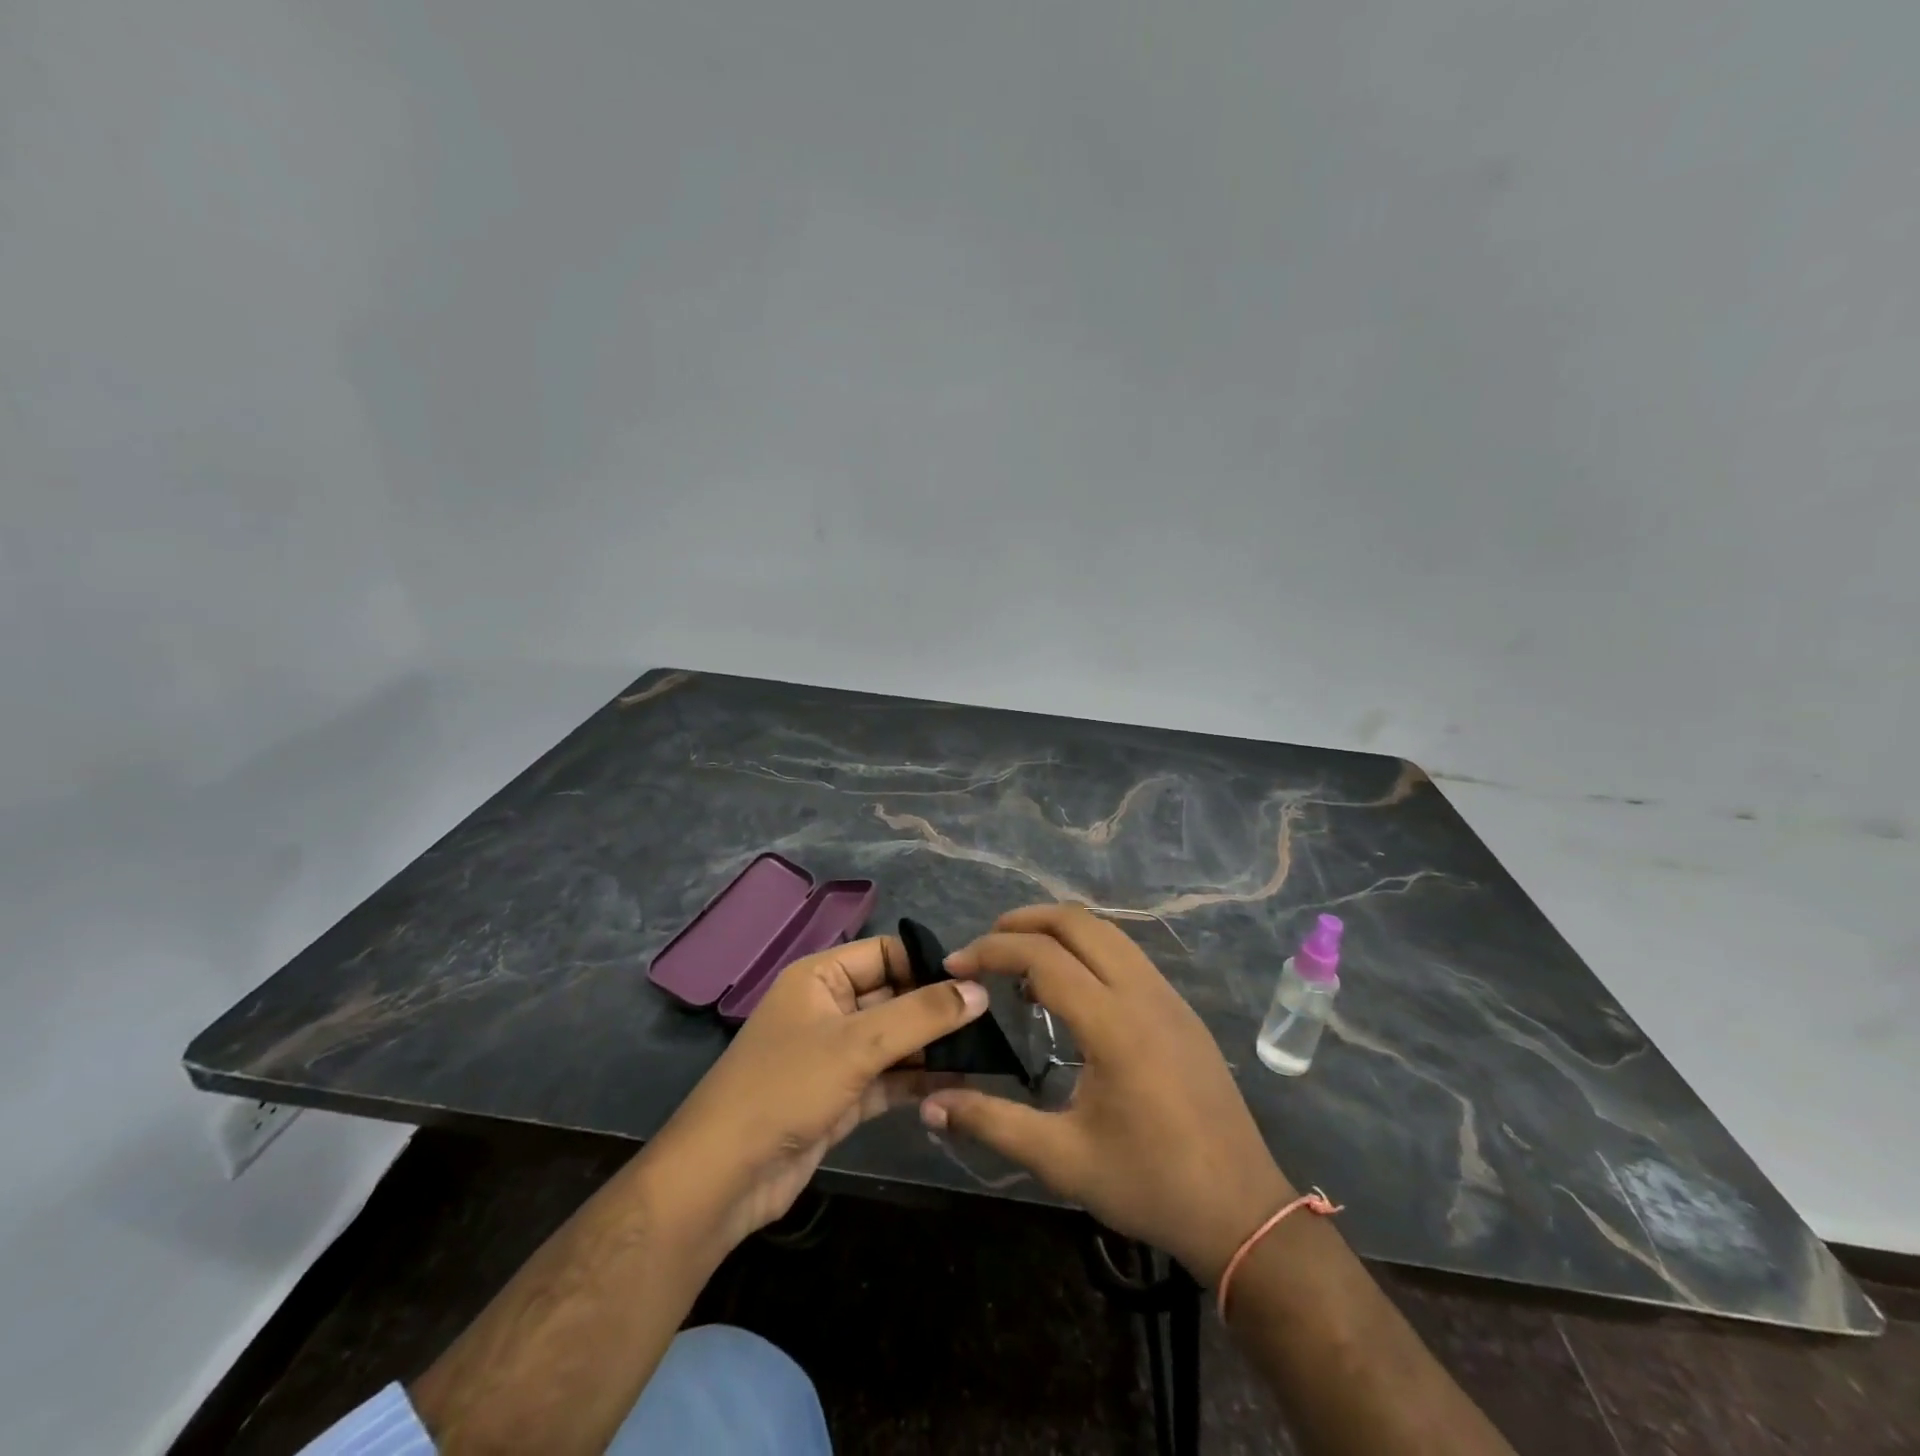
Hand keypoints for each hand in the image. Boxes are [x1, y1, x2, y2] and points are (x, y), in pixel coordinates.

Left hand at [643, 935, 986, 1257]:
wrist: (724, 1176)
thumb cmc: (788, 1086)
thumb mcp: (859, 1043)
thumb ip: (922, 1016)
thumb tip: (980, 991)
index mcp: (821, 976)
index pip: (886, 953)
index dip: (928, 964)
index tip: (977, 982)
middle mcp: (829, 1007)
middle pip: (894, 996)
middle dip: (937, 1009)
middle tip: (993, 1021)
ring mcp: (834, 1054)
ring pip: (894, 1040)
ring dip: (933, 1048)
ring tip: (987, 1053)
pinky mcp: (840, 1096)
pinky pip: (888, 1078)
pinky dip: (917, 1081)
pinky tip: (960, 1085)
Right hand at [921, 904, 1293, 1283]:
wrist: (1242, 1211)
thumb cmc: (1149, 1184)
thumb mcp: (1062, 1159)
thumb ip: (992, 1123)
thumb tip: (930, 1104)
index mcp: (1113, 1024)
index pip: (1042, 956)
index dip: (991, 951)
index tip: (954, 965)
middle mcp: (1142, 993)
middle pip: (1078, 922)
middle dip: (1024, 921)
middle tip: (984, 946)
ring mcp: (1168, 996)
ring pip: (1107, 932)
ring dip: (1058, 930)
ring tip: (1020, 962)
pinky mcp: (1181, 1009)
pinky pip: (1127, 954)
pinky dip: (1087, 949)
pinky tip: (1069, 990)